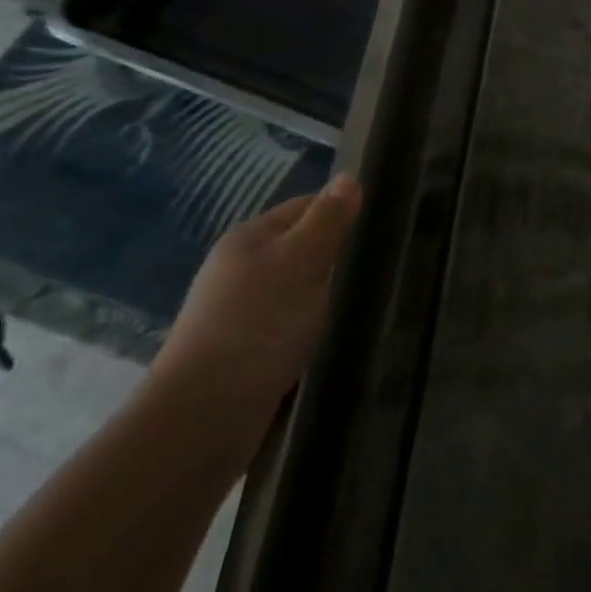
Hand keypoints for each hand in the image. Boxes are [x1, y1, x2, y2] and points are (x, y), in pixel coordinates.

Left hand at [150, 175, 362, 444]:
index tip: (385, 227)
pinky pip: (290, 321)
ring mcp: (239, 310)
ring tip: (364, 301)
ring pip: (298, 286)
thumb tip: (350, 177)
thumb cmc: (259, 325)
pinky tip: (332, 334)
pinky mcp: (245, 347)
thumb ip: (328, 220)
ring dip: (327, 293)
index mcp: (250, 238)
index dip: (344, 212)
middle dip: (338, 255)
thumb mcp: (302, 261)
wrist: (205, 414)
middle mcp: (239, 267)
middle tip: (382, 267)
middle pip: (302, 246)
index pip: (307, 206)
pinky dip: (313, 323)